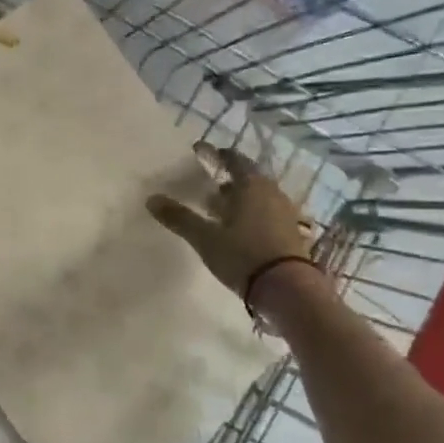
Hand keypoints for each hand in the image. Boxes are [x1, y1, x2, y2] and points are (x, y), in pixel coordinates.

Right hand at [147, 146, 310, 294]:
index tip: (199, 153)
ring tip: (220, 211)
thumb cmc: (243, 255)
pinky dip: (253, 214)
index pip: (233, 159)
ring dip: (240, 199)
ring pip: (259, 196)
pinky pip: (268, 213)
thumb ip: (180, 217)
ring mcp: (286, 212)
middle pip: (248, 177)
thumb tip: (151, 199)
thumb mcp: (205, 238)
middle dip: (227, 180)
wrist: (287, 289)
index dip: (216, 155)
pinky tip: (241, 230)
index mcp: (251, 185)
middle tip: (208, 188)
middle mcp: (272, 192)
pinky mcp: (292, 232)